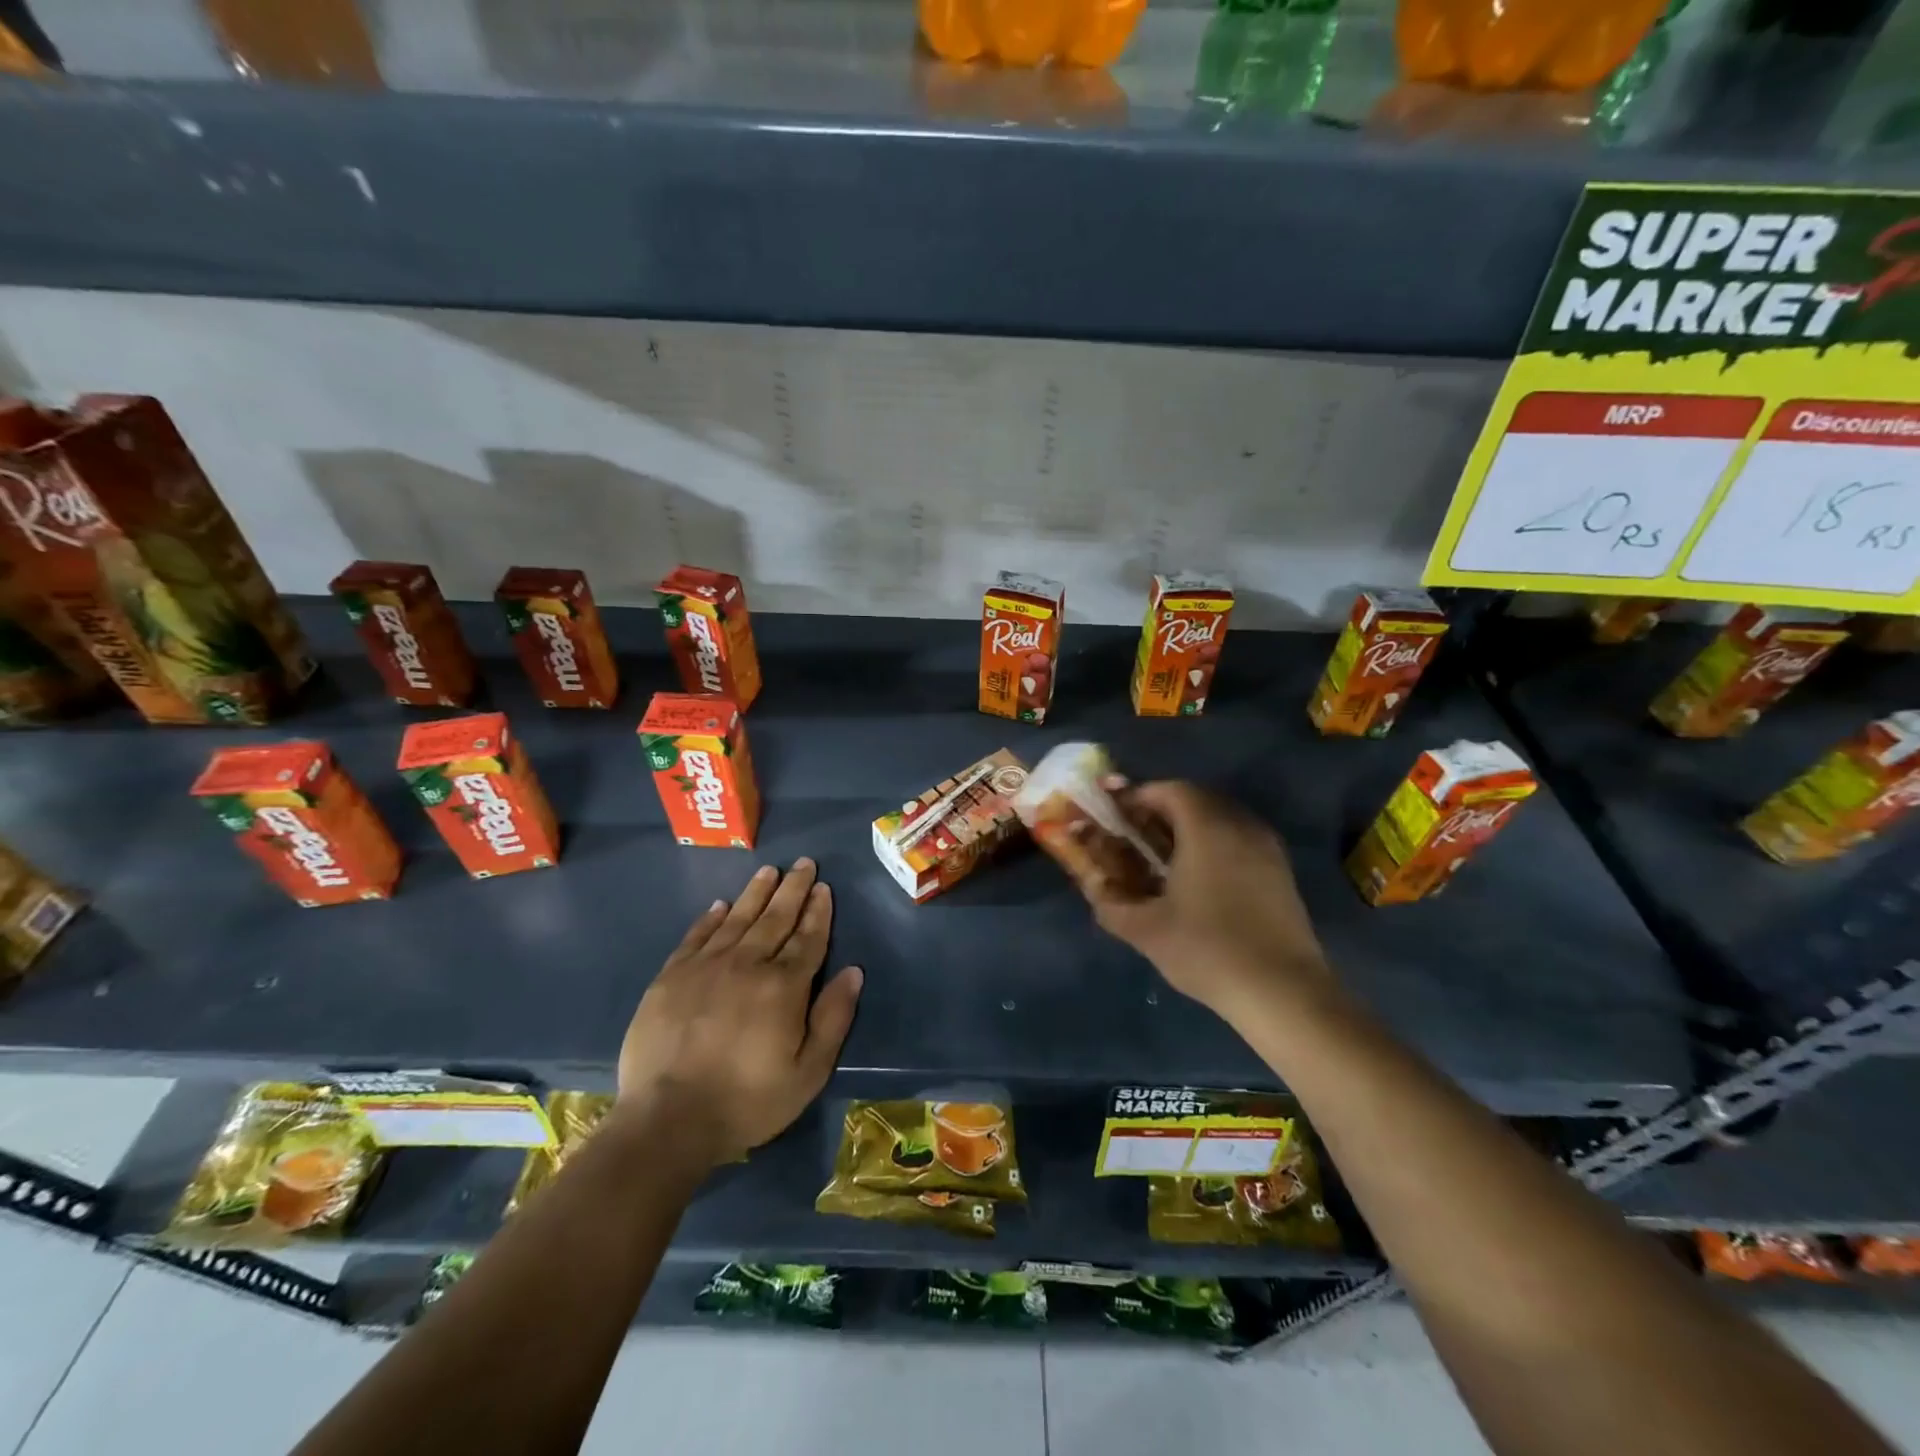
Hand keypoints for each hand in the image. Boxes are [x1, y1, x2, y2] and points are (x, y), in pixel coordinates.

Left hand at [616, 858, 862, 1164]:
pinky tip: (720, 905)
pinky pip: (696, 936)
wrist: (668, 1120)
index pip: (808, 938)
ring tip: (769, 871)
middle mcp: (747, 964)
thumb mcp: (808, 1072)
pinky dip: (711, 918)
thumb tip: (853, 971)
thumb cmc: (748, 1101)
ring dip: (756, 893)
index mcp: (784, 986)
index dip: (818, 911)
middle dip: (793, 889)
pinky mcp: (671, 977)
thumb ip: (833, 1018)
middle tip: (804, 863)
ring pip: (738, 918)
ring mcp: (705, 967)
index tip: (824, 888)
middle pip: (776, 918)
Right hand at [1079, 782, 1330, 1022]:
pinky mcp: (1280, 872)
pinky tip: (1197, 878)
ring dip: (1188, 827)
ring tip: (1162, 856)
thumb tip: (1093, 886)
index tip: (1114, 811)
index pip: (1169, 790)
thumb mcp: (1146, 930)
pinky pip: (1238, 840)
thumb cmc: (1208, 949)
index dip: (1138, 795)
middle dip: (1161, 810)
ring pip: (1220, 819)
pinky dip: (1212, 844)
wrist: (1282, 991)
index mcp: (1207, 828)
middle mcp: (1240, 825)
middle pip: (1196, 799)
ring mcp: (1266, 848)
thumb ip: (1111, 902)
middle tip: (1133, 832)